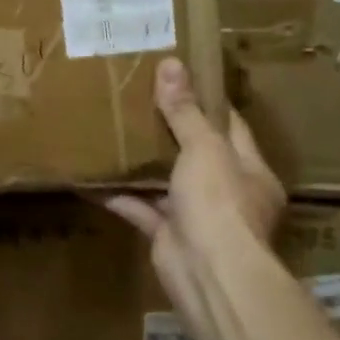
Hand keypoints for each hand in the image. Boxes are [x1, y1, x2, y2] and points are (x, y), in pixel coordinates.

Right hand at [101, 58, 286, 325]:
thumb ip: (185, 111)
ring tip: (112, 129)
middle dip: (167, 129)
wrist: (209, 274)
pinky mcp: (166, 234)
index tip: (178, 77)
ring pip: (165, 181)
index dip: (205, 101)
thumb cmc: (219, 202)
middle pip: (195, 152)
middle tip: (137, 98)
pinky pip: (139, 208)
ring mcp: (196, 215)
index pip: (230, 126)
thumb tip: (171, 64)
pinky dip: (117, 194)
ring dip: (141, 162)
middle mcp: (226, 191)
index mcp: (249, 169)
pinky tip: (90, 176)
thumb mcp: (204, 148)